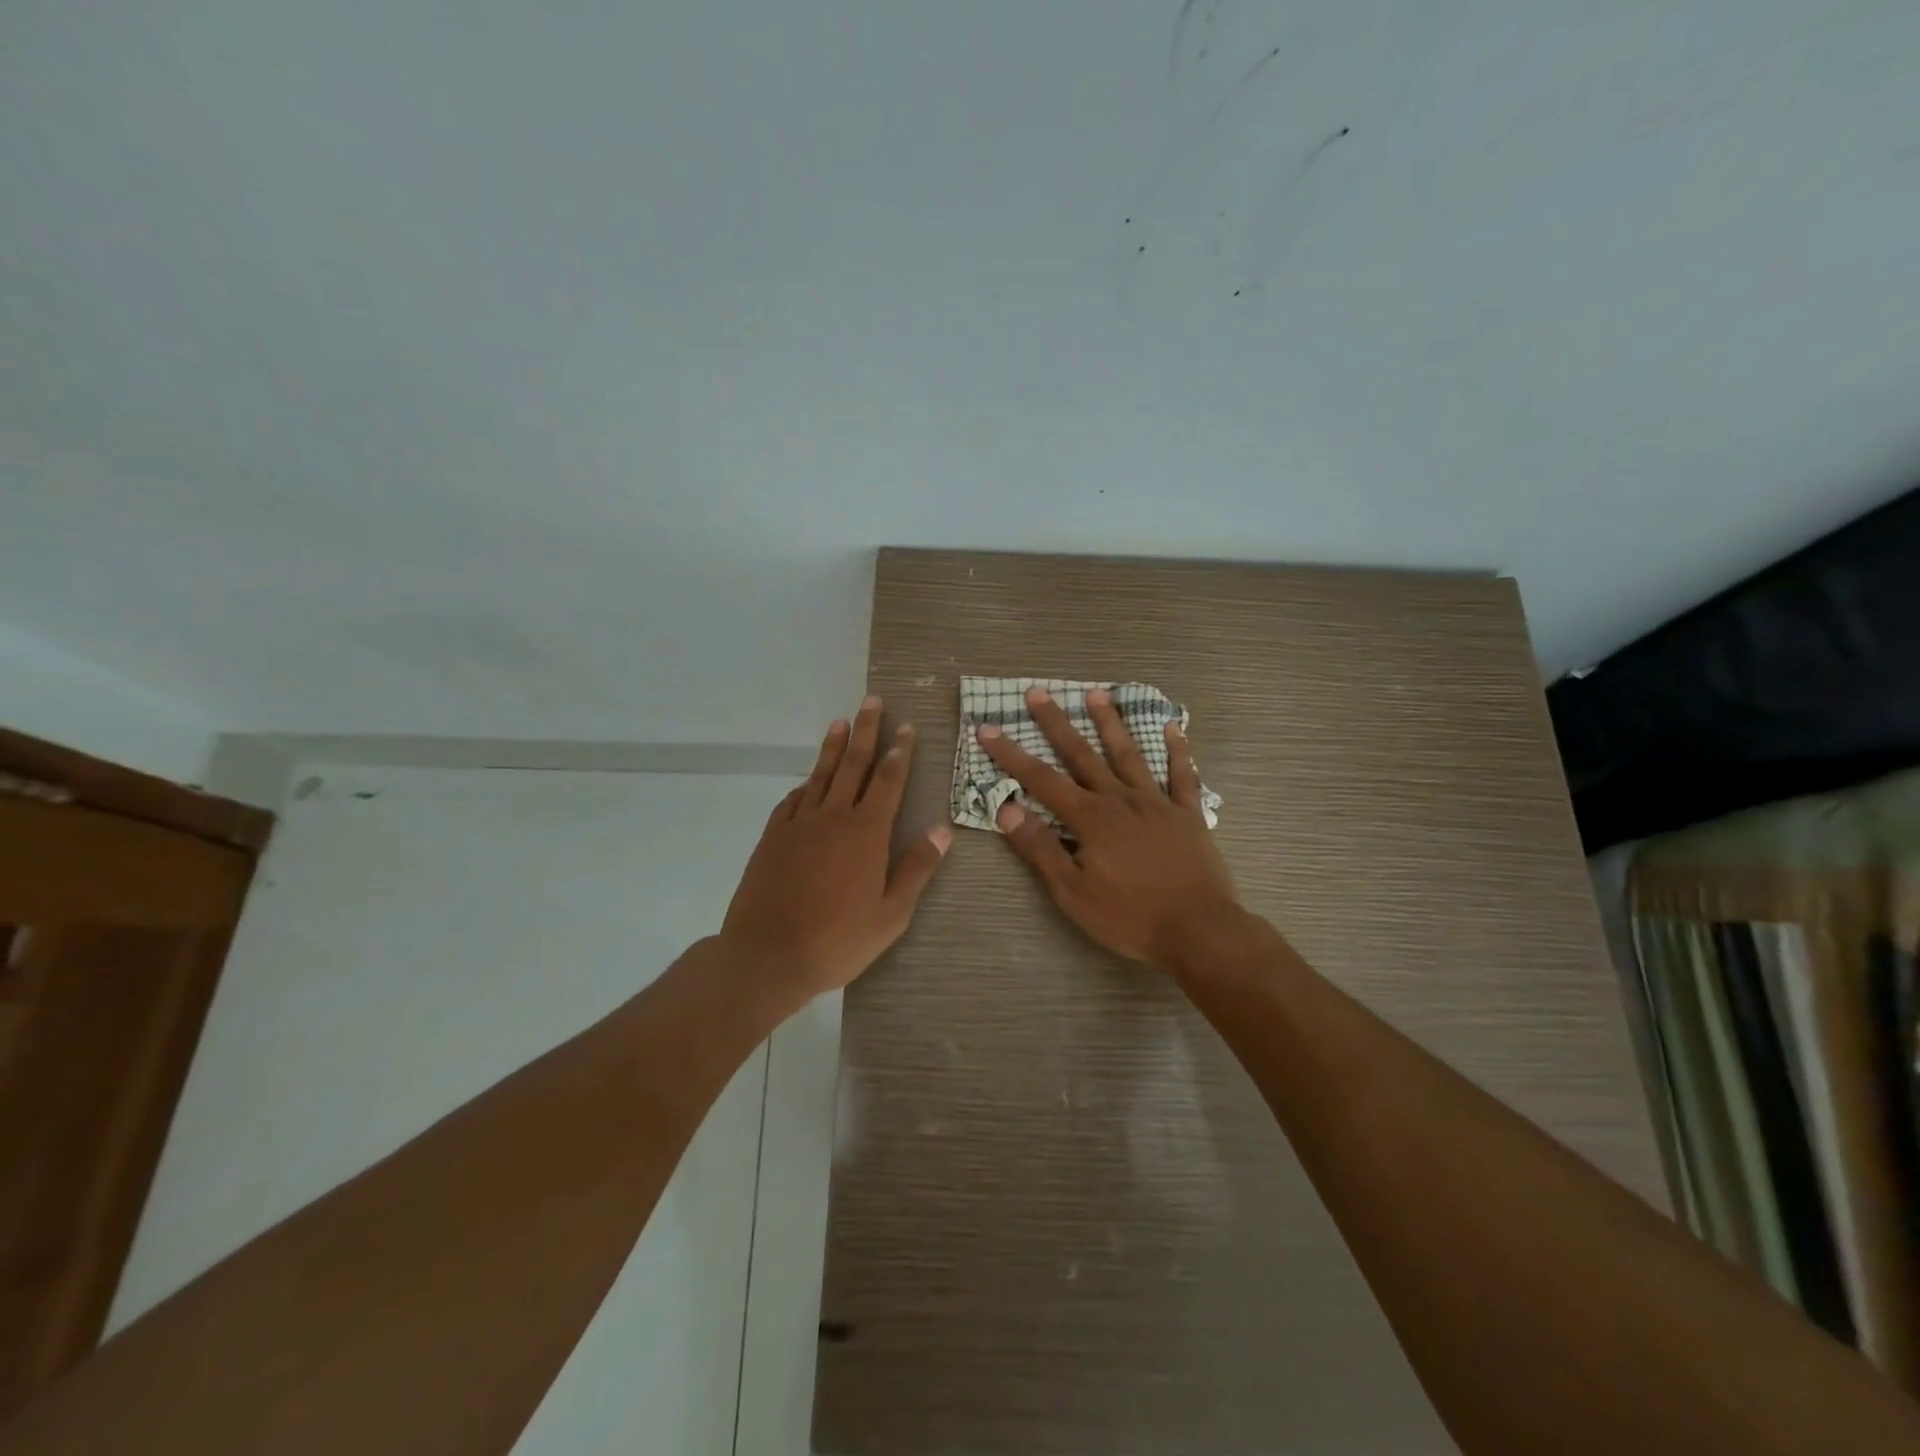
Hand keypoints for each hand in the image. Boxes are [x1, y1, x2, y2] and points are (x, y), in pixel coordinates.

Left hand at [723, 697, 950, 1003]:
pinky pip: (793, 800)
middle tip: (873, 701)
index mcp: (866, 833)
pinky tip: (808, 779)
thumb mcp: (891, 914)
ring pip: (820, 775)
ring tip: (842, 721)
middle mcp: (833, 817)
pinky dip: (805, 784)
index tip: (905, 727)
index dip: (899, 752)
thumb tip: (942, 830)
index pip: (888, 781)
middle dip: (866, 730)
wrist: (767, 956)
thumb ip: (917, 869)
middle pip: (853, 764)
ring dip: (834, 746)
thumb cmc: (837, 940)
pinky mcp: (773, 837)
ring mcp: (798, 824)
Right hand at [978, 685, 1241, 973]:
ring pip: (1129, 755)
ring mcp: (1157, 803)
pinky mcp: (1188, 814)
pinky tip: (1173, 727)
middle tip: (1038, 693)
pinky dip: (1177, 750)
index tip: (988, 728)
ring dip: (1110, 723)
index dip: (1012, 755)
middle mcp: (1121, 800)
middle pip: (1082, 755)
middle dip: (1057, 724)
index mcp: (1090, 818)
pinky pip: (1182, 776)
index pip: (1041, 780)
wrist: (1199, 930)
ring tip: (1097, 694)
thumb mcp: (1072, 892)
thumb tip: (1007, 809)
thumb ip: (1040, 848)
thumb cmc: (1129, 917)